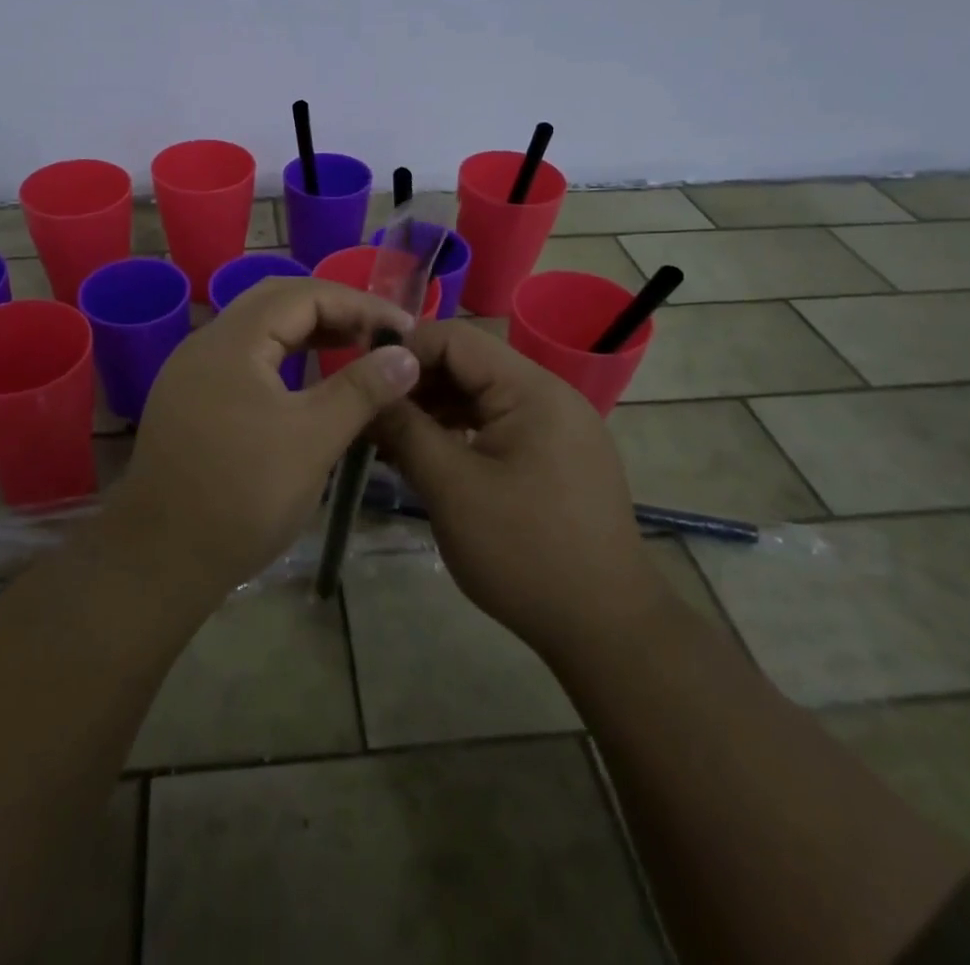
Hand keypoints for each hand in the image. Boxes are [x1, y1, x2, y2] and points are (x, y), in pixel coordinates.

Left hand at [114, 277, 421, 597]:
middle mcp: (207, 343)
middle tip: (378, 335)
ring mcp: (192, 372)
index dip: (359, 304)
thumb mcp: (313, 439)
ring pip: (258, 331)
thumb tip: (405, 354)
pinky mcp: (190, 400)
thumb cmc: (243, 494)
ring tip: (353, 350)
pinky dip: (283, 357)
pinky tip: (306, 384)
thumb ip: (362, 389)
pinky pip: (244, 359)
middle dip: (333, 310)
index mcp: (233, 340)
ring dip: (307, 332)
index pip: (304, 294)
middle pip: (277, 302)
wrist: (160, 559)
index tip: (404, 329)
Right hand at [371, 320, 665, 659]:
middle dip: (415, 384)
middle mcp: (548, 395)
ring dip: (433, 410)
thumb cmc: (525, 553)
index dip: (403, 350)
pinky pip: (497, 426)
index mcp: (531, 390)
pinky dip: (459, 434)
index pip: (455, 338)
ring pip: (479, 397)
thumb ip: (405, 430)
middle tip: (370, 416)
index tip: (362, 380)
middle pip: (468, 365)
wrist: (607, 630)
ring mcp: (556, 427)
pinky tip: (428, 459)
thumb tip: (368, 392)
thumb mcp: (452, 488)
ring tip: (390, 441)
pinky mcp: (555, 457)